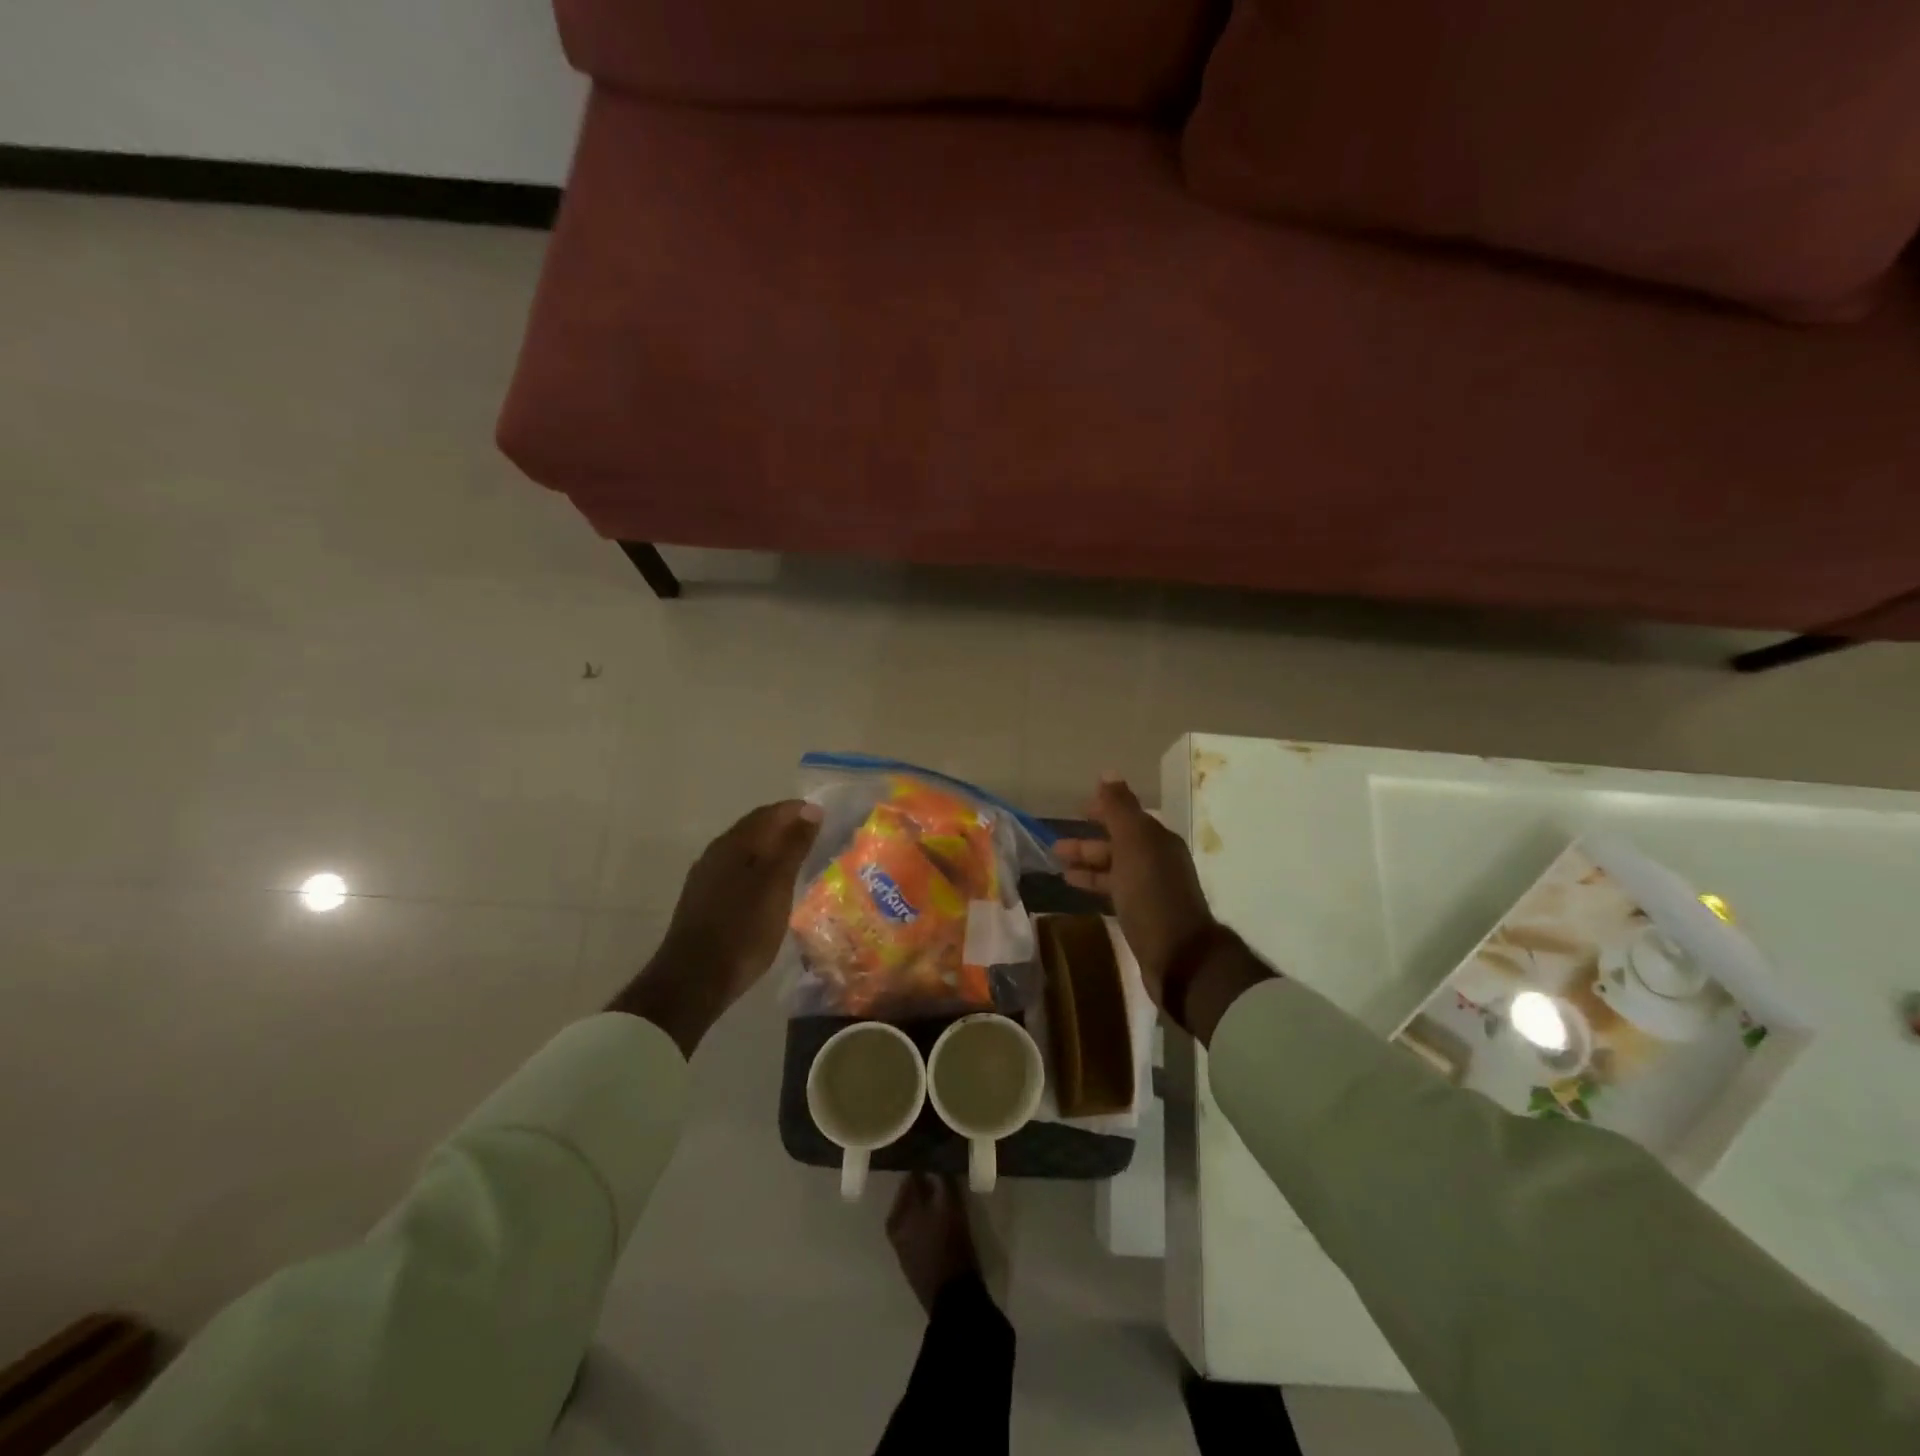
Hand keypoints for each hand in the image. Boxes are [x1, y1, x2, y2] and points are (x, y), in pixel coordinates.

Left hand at [611, 799, 822, 1055]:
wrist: (694, 980)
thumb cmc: (743, 929)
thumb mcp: (777, 886)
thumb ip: (793, 846)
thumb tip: (810, 810)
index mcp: (734, 843)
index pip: (770, 813)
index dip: (797, 811)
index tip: (824, 817)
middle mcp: (716, 852)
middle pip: (755, 828)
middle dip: (785, 827)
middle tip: (816, 836)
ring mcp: (706, 877)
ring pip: (745, 850)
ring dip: (771, 848)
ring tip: (799, 860)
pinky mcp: (703, 899)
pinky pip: (737, 869)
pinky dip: (759, 868)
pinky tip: (771, 885)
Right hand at [1054, 777, 1216, 1010]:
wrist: (1179, 956)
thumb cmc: (1152, 895)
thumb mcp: (1134, 845)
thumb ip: (1119, 809)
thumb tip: (1108, 772)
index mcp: (1157, 840)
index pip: (1127, 816)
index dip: (1103, 809)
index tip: (1077, 808)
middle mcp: (1157, 860)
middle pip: (1118, 843)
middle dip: (1088, 841)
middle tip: (1055, 844)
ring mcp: (1151, 889)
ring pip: (1114, 868)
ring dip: (1087, 863)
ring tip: (1057, 865)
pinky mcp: (1143, 915)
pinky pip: (1114, 890)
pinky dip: (1094, 884)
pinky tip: (1075, 888)